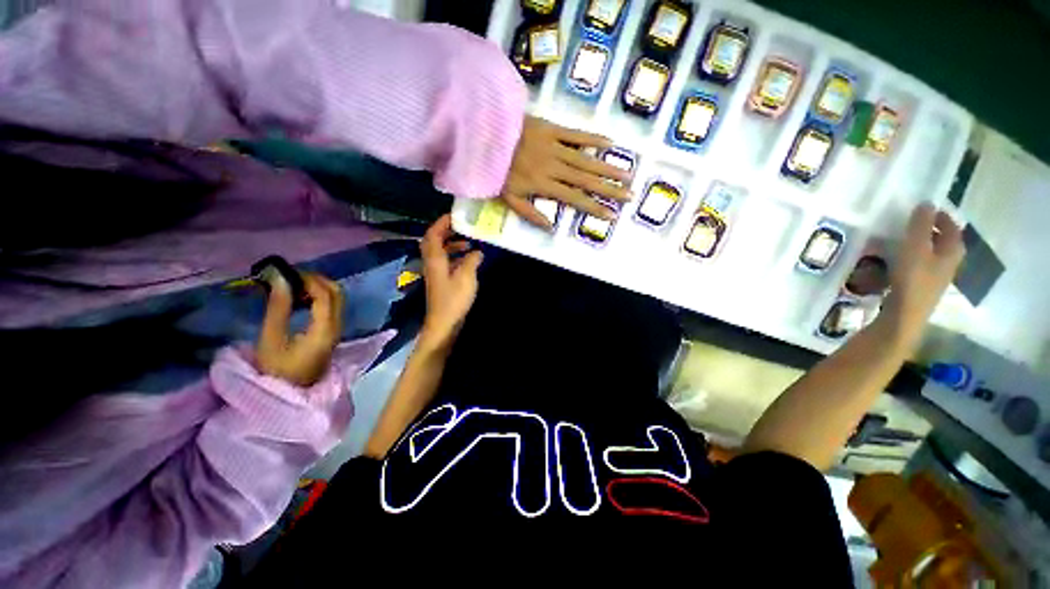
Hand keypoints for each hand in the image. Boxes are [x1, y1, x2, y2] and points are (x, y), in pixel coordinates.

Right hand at [256, 273, 344, 386]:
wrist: (291, 394)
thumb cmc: (276, 371)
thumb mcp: (271, 340)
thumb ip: (278, 308)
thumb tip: (280, 280)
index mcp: (325, 329)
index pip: (326, 295)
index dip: (309, 279)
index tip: (287, 272)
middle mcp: (338, 327)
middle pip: (337, 294)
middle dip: (317, 280)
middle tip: (291, 276)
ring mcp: (337, 329)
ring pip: (337, 299)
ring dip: (319, 287)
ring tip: (291, 284)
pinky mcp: (332, 332)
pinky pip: (332, 307)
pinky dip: (319, 297)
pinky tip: (299, 297)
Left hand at [419, 215, 483, 352]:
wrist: (444, 323)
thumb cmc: (454, 299)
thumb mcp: (467, 277)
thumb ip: (472, 260)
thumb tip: (478, 251)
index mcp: (435, 259)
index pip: (433, 233)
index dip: (442, 222)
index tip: (456, 215)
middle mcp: (431, 263)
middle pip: (434, 241)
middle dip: (447, 231)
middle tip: (463, 226)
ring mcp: (435, 272)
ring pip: (440, 251)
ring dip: (452, 244)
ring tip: (469, 242)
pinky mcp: (440, 281)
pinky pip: (445, 261)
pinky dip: (455, 256)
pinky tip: (468, 259)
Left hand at [500, 116, 631, 229]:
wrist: (484, 136)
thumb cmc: (496, 170)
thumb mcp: (509, 199)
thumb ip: (530, 213)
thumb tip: (551, 228)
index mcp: (544, 186)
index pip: (574, 199)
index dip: (593, 207)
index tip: (611, 215)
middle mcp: (555, 168)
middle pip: (586, 181)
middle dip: (609, 189)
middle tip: (630, 195)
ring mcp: (555, 147)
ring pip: (586, 160)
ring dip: (608, 168)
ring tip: (628, 175)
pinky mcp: (553, 129)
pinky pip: (576, 134)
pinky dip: (593, 139)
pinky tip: (611, 144)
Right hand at [880, 203, 965, 348]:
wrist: (906, 315)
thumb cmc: (913, 278)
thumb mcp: (915, 247)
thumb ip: (920, 225)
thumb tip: (926, 202)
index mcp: (953, 250)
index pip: (952, 227)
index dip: (941, 216)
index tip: (926, 209)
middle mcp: (950, 262)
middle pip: (945, 241)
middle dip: (932, 231)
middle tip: (914, 223)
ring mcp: (937, 277)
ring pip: (933, 254)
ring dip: (922, 245)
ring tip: (904, 240)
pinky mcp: (924, 287)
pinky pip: (922, 266)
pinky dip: (914, 258)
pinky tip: (900, 261)